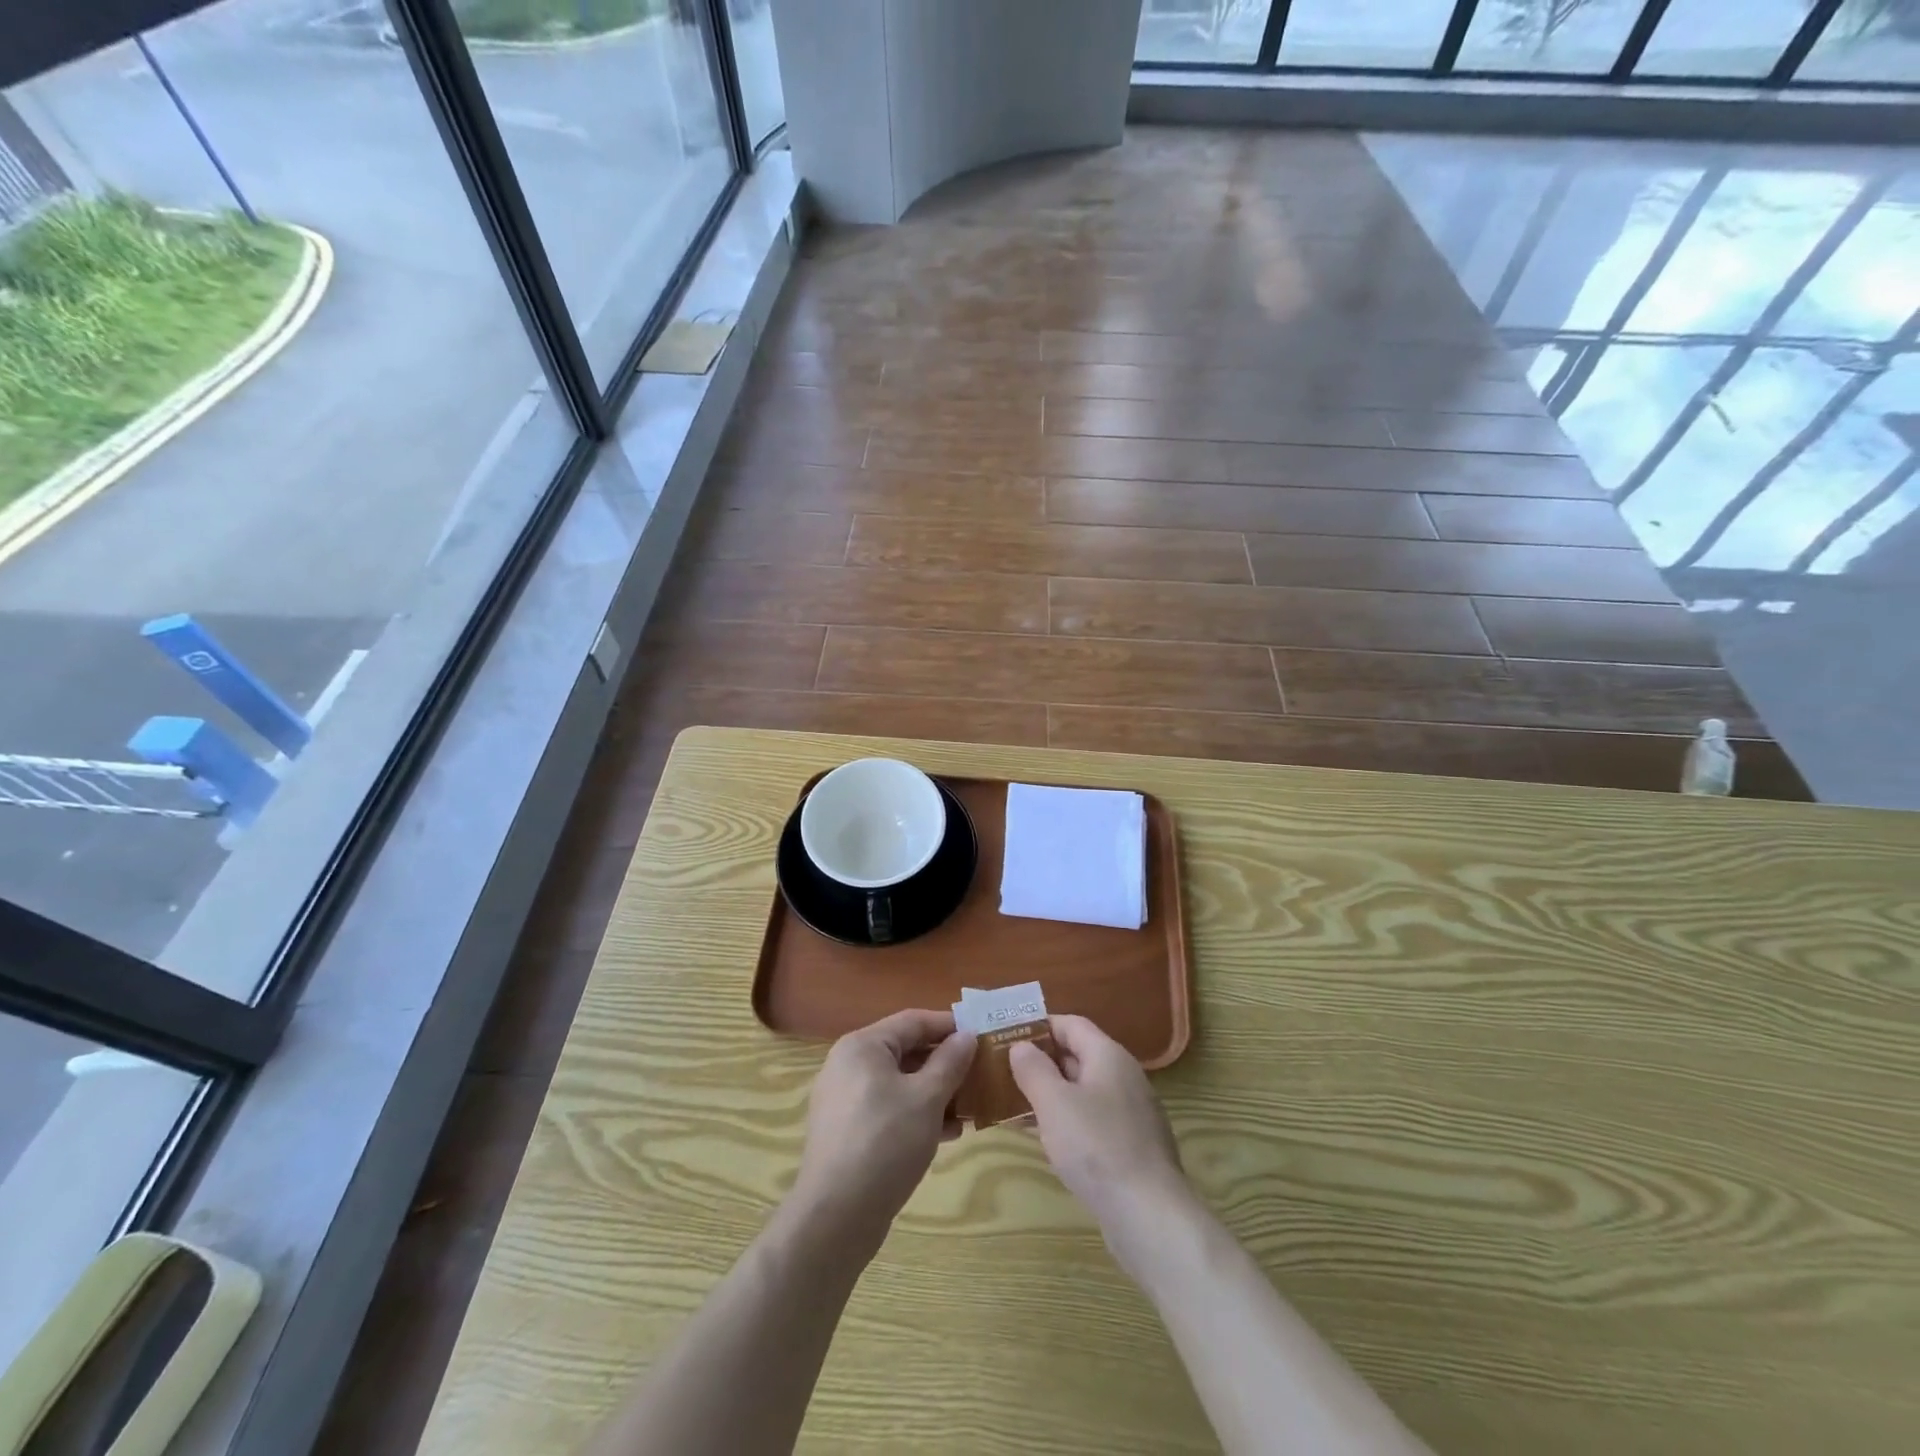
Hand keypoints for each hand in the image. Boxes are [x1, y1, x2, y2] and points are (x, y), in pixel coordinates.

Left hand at [789, 1009, 975, 1246]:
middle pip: (905, 1052)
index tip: (982, 1033)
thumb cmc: (885, 1143)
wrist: (836, 1217)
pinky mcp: (847, 1132)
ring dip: (935, 1092)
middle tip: (980, 1073)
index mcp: (863, 1046)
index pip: (913, 1021)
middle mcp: (848, 1065)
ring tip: (969, 1108)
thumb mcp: (927, 1098)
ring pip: (899, 1083)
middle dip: (945, 1064)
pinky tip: (947, 1134)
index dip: (949, 1025)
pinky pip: (888, 1109)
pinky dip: (916, 1114)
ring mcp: (844, 1100)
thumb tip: (967, 1035)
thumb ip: (950, 1062)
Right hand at [1009, 1014, 1186, 1230]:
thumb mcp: (1054, 1102)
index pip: (1071, 1024)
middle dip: (1041, 1062)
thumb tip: (1021, 1046)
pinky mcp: (1131, 1147)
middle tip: (1003, 1072)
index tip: (1007, 1037)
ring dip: (1050, 1095)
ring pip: (1083, 1092)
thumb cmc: (1097, 1146)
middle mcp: (1124, 1077)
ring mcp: (1130, 1113)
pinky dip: (1066, 1122)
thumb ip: (1033, 1069)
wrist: (1149, 1215)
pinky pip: (1092, 1121)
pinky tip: (1043, 1140)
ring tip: (1014, 1105)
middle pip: (1078, 1056)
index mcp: (1108, 1056)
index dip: (1039, 1027)